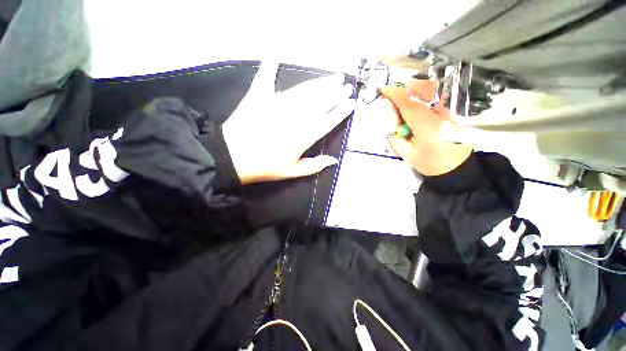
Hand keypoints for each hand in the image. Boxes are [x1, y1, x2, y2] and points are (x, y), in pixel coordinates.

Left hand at [223, 62, 355, 184]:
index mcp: (303, 136)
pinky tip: (276, 54)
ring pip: (305, 90)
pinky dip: (270, 66)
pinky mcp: (259, 96)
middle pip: (320, 102)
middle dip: (336, 92)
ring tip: (333, 76)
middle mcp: (295, 117)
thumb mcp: (291, 172)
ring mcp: (277, 103)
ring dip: (321, 83)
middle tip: (346, 85)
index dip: (341, 111)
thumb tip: (333, 160)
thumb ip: (313, 166)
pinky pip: (266, 77)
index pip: (328, 120)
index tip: (351, 102)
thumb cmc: (264, 167)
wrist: (232, 157)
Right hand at [380, 79, 472, 175]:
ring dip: (416, 89)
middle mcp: (438, 114)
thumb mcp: (407, 155)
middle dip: (405, 88)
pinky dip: (425, 94)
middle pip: (422, 91)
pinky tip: (419, 100)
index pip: (408, 104)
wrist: (457, 167)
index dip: (395, 94)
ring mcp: (447, 111)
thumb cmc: (430, 163)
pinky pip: (437, 96)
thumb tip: (391, 124)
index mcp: (425, 126)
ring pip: (432, 90)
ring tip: (406, 96)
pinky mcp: (450, 112)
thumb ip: (396, 139)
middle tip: (394, 95)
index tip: (384, 89)